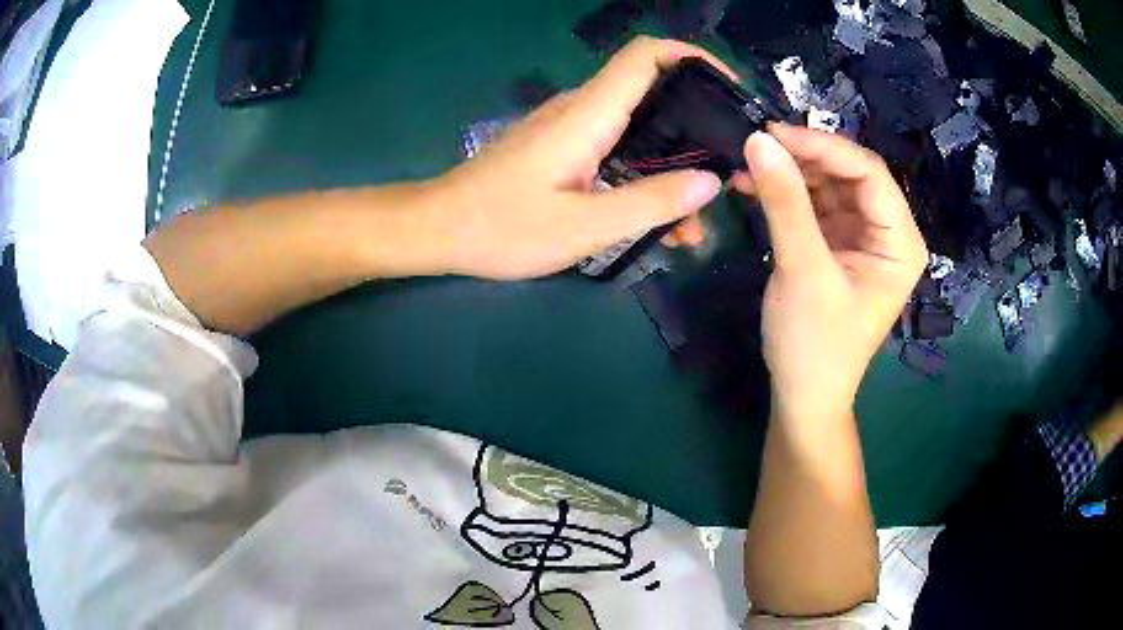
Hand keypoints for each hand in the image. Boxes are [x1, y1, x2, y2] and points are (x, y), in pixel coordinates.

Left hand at [428, 37, 732, 279]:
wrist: (439, 229)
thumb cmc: (502, 226)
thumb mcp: (583, 226)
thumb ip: (650, 203)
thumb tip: (710, 182)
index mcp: (589, 114)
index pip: (646, 56)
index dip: (692, 57)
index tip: (731, 88)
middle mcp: (584, 110)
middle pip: (655, 93)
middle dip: (700, 126)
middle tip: (731, 174)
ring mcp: (573, 130)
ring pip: (640, 131)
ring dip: (674, 167)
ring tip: (695, 222)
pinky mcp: (565, 150)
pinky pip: (618, 152)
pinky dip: (645, 179)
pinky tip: (658, 223)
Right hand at [732, 124, 926, 421]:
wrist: (802, 397)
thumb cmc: (815, 345)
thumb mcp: (803, 271)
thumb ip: (784, 203)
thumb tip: (757, 139)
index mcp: (900, 242)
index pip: (868, 174)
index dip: (823, 147)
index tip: (772, 133)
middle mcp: (886, 233)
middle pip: (848, 174)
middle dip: (804, 158)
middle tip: (756, 146)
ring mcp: (860, 237)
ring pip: (827, 185)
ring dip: (789, 173)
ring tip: (748, 165)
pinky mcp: (835, 245)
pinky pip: (812, 205)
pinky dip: (784, 194)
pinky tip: (753, 185)